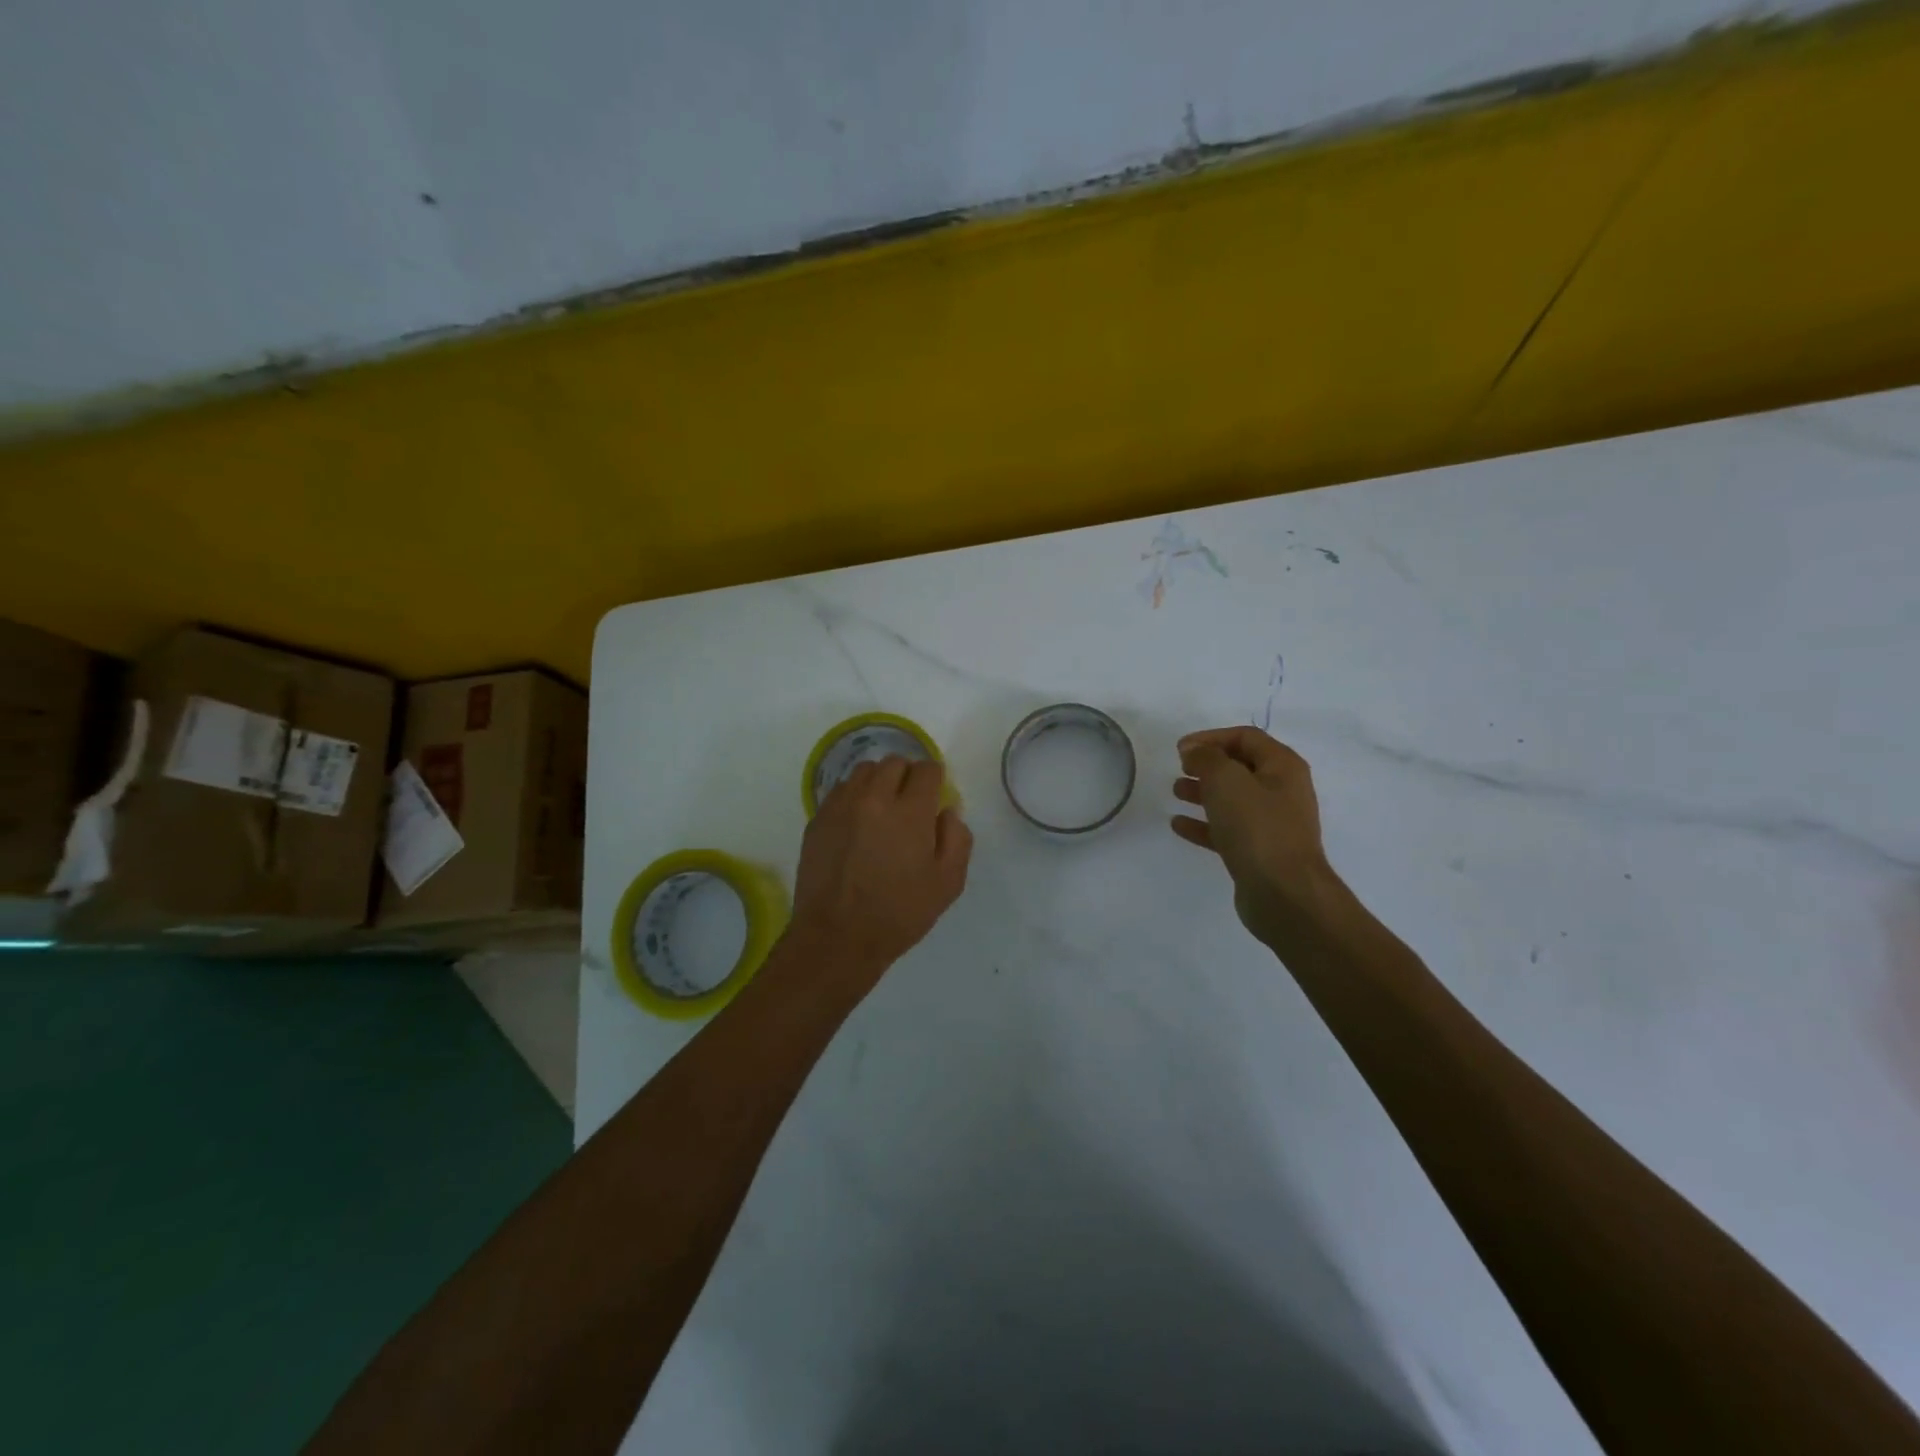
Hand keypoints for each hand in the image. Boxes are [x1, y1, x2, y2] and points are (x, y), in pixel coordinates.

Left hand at [787, 756, 972, 992]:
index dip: (935, 778)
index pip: (927, 769)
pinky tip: (857, 823)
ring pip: (864, 771)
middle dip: (908, 776)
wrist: (836, 937)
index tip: (935, 795)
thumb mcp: (947, 883)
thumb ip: (956, 838)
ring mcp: (841, 806)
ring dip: (879, 782)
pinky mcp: (818, 819)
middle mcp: (874, 798)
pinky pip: (840, 790)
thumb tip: (947, 811)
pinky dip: (854, 797)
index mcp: (910, 812)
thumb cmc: (899, 914)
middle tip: (910, 803)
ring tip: (882, 808)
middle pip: (894, 763)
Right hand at [1171, 727, 1341, 949]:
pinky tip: (1178, 825)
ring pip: (1232, 799)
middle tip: (1180, 769)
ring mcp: (1272, 824)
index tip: (1180, 749)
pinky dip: (1203, 824)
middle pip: (1240, 767)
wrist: (1283, 892)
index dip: (1211, 737)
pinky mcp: (1259, 852)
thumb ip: (1206, 758)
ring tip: (1175, 793)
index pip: (1246, 737)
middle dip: (1207, 765)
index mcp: (1283, 767)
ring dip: (1203, 792)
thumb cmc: (1257, 827)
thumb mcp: (1226, 780)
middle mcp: (1282, 791)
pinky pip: (1227, 830)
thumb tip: (1195, 752)